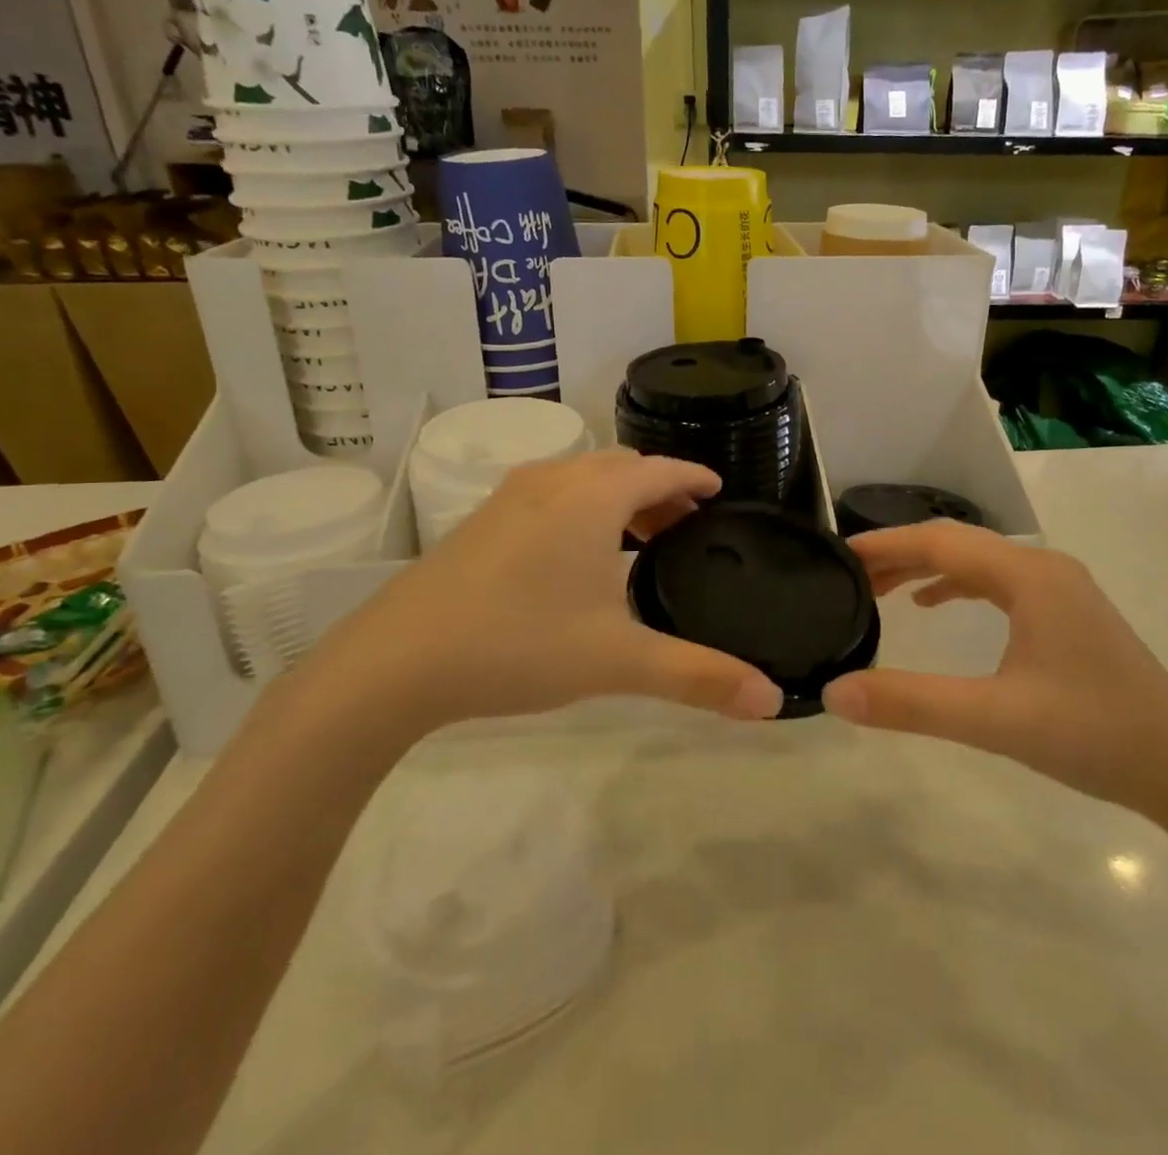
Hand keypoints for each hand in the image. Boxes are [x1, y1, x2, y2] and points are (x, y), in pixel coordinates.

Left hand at [296, 451, 783, 740]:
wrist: (397, 660)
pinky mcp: (482, 520)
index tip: (719, 491)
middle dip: (660, 489)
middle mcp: (554, 481)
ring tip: (639, 541)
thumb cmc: (519, 643)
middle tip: (686, 527)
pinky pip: (551, 494)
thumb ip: (697, 676)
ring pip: (583, 478)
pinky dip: (582, 507)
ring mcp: (511, 497)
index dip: (694, 477)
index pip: (660, 469)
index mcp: (593, 497)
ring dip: (619, 498)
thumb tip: (771, 700)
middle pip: (622, 467)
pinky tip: (577, 557)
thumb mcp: (617, 661)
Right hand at [821, 522, 1167, 808]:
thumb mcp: (994, 719)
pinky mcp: (1067, 613)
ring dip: (928, 569)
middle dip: (901, 554)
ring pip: (978, 562)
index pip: (940, 543)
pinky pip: (999, 583)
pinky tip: (936, 607)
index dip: (886, 545)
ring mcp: (1060, 589)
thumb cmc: (1093, 734)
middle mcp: (1044, 568)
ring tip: (881, 589)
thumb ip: (912, 704)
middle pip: (957, 544)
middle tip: (851, 575)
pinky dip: (959, 586)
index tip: (839, 553)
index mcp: (1028, 576)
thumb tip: (834, 693)